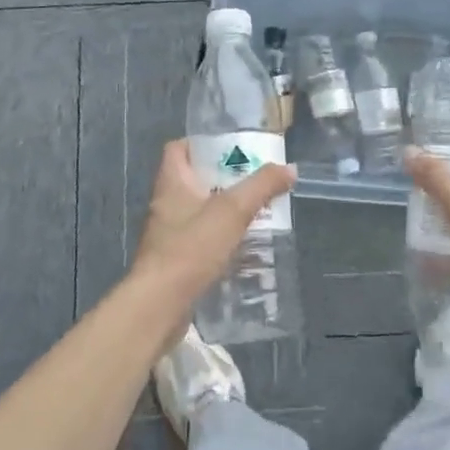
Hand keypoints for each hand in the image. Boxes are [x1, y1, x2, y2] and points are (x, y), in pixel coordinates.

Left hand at [132, 139, 295, 305]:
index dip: (201, 143)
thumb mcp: (232, 211)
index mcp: (171, 183)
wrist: (160, 306)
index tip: (230, 147)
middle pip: (193, 179)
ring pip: (198, 211)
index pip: (178, 148)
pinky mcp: (174, 261)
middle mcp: (165, 204)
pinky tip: (243, 247)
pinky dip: (220, 239)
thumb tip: (289, 169)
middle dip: (223, 178)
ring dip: (224, 211)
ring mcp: (167, 234)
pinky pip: (200, 240)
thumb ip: (262, 186)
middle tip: (254, 180)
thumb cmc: (191, 249)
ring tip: (255, 212)